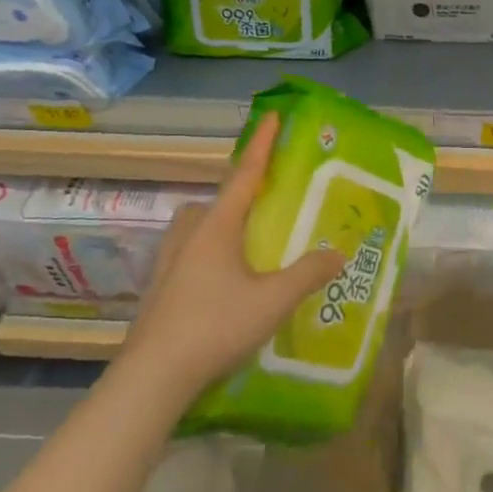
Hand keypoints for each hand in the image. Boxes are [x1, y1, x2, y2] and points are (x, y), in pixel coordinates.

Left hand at [125, 114, 346, 394]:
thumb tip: (339, 253)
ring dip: (220, 223)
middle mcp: (190, 234)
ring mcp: (168, 261)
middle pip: (215, 200)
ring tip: (246, 244)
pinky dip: (208, 252)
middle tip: (265, 204)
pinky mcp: (159, 287)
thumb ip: (309, 273)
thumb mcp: (274, 300)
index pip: (245, 174)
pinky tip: (222, 281)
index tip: (272, 116)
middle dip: (239, 193)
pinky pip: (188, 252)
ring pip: (196, 226)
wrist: (153, 376)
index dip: (262, 144)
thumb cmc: (216, 325)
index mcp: (217, 226)